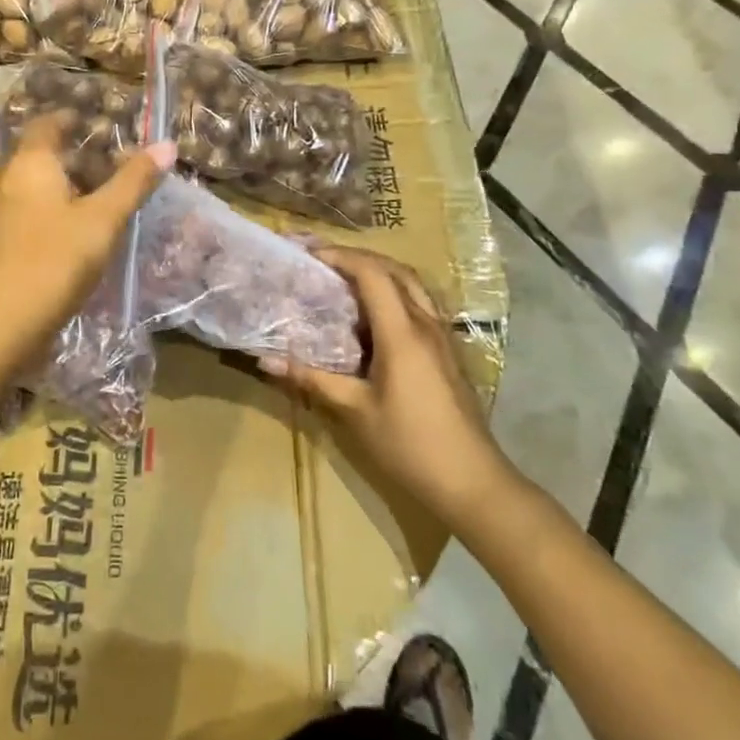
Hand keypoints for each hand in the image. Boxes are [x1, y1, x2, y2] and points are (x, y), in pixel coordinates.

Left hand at [0, 115, 173, 376]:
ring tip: (97, 205)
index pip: (47, 124)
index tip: (98, 125)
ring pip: (30, 188)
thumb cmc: (50, 263)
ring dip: (61, 190)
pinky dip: (47, 216)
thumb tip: (167, 144)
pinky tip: (68, 240)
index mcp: (29, 163)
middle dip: (72, 158)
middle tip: (110, 169)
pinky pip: (22, 216)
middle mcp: (4, 180)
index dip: (71, 119)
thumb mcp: (101, 222)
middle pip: (38, 156)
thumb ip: (132, 183)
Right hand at [269, 247, 522, 534]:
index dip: (339, 256)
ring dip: (379, 272)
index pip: (372, 273)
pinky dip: (393, 293)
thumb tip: (265, 360)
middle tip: (323, 262)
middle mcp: (425, 324)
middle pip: (395, 269)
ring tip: (345, 281)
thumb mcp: (354, 411)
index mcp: (402, 332)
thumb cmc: (410, 445)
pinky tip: (373, 317)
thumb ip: (311, 379)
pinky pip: (419, 304)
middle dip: (358, 257)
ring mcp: (442, 337)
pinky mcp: (448, 353)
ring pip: (412, 285)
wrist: (474, 484)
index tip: (308, 255)